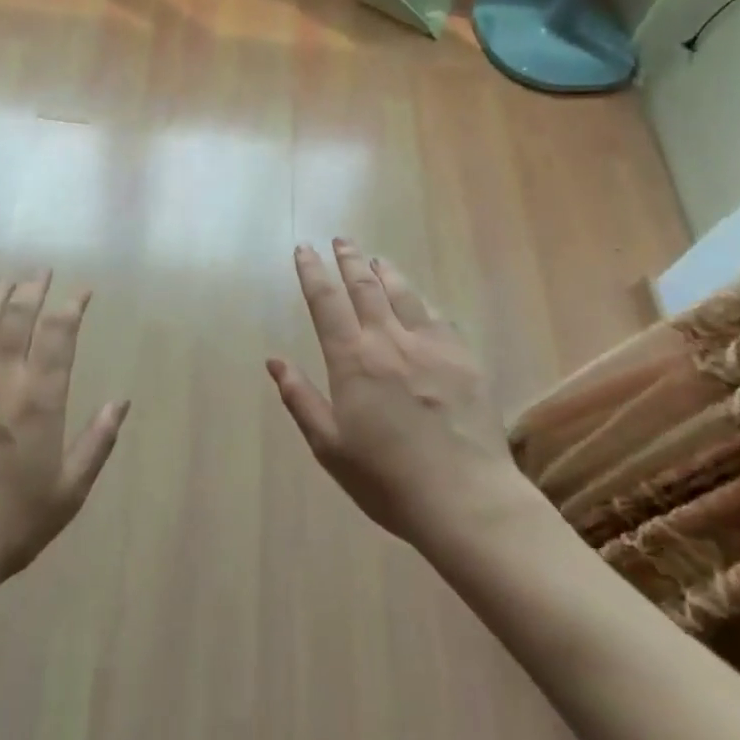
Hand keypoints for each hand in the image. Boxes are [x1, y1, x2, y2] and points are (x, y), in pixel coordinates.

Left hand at [0, 273, 128, 586]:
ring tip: (4, 282)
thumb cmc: (11, 523)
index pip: (60, 333)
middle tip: (41, 272)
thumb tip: (122, 401)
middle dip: (32, 288)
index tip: (81, 290)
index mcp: (39, 397)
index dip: (72, 305)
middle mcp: (0, 378)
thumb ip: (97, 442)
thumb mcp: (69, 491)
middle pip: (17, 317)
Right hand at [268, 240, 518, 551]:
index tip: (304, 249)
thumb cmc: (386, 479)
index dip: (312, 272)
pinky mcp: (463, 358)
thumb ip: (300, 399)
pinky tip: (419, 301)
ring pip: (403, 293)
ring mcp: (430, 345)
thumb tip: (274, 360)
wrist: (465, 498)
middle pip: (364, 287)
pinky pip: (437, 316)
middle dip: (348, 260)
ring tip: (375, 260)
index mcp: (352, 360)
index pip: (326, 302)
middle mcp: (389, 340)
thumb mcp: (329, 446)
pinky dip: (421, 301)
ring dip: (385, 272)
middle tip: (340, 241)